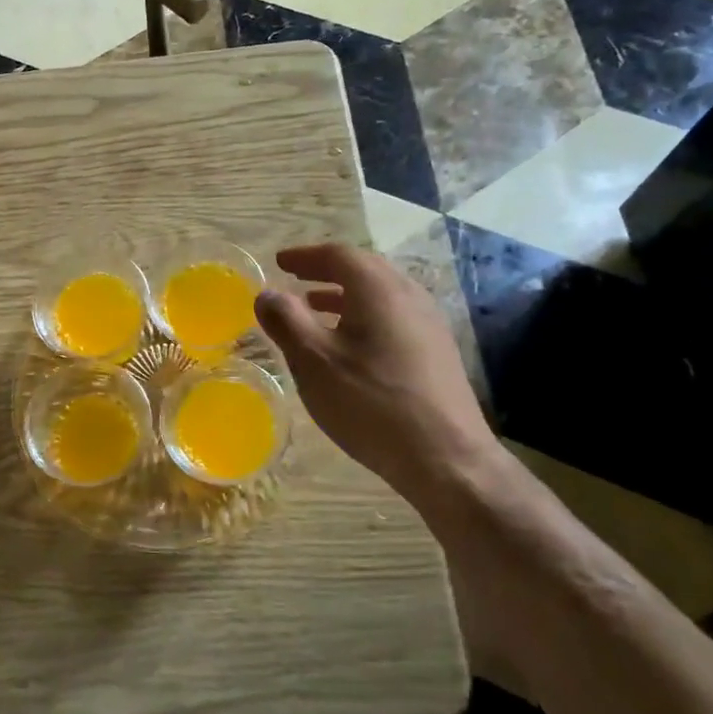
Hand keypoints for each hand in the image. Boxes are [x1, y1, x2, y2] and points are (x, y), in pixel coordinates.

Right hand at [255, 244, 499, 501]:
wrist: (446, 458)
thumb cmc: (371, 403)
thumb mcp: (314, 362)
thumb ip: (286, 321)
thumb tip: (266, 293)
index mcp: (379, 290)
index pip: (339, 255)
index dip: (305, 256)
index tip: (280, 262)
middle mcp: (409, 296)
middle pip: (364, 270)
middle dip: (326, 272)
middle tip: (296, 280)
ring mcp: (429, 324)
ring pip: (381, 296)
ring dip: (345, 296)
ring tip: (315, 310)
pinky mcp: (437, 353)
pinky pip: (394, 318)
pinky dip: (364, 317)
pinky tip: (350, 347)